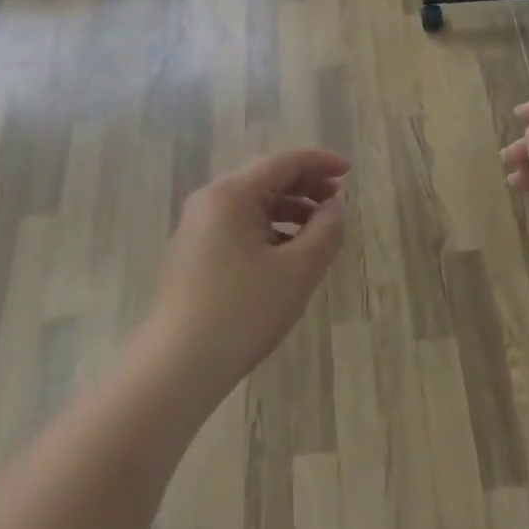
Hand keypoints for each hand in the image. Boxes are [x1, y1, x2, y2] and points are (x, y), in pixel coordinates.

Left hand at [143, 148, 349, 401]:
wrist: (178, 367)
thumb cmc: (242, 312)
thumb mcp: (297, 270)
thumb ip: (325, 231)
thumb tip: (335, 207)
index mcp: (231, 194)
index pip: (283, 162)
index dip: (320, 162)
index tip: (350, 171)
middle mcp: (210, 201)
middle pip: (266, 179)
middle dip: (306, 186)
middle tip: (338, 203)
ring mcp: (197, 228)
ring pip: (253, 205)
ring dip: (290, 211)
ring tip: (320, 233)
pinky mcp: (194, 253)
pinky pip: (239, 226)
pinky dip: (270, 230)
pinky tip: (288, 256)